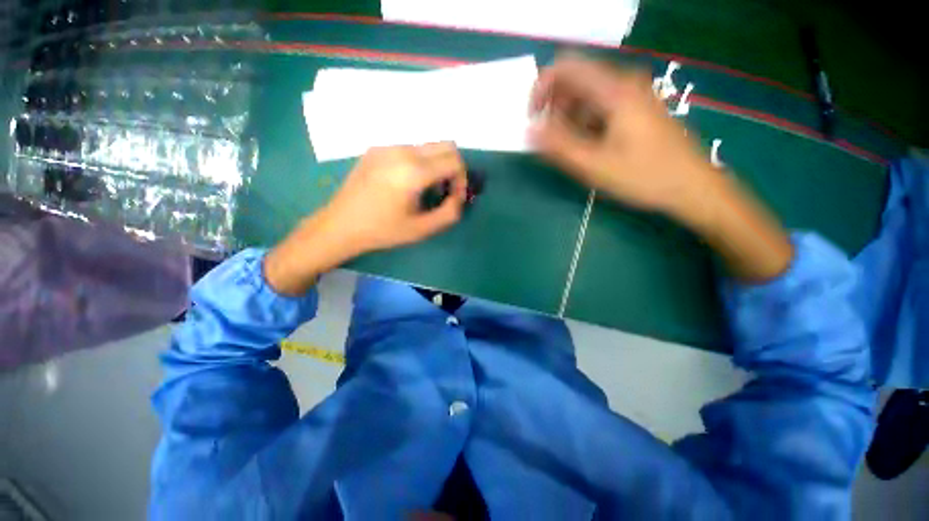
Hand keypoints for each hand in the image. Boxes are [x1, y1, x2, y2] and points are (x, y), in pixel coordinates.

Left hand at [265, 143, 466, 294]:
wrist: (340, 225)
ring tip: (426, 189)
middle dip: (453, 168)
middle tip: (445, 191)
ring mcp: (387, 146)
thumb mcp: (422, 229)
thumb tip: (459, 197)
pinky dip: (420, 162)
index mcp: (413, 171)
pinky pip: (410, 149)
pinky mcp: (377, 148)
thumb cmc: (382, 231)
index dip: (462, 180)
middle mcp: (402, 151)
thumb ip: (450, 213)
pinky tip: (407, 183)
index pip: (455, 161)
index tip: (454, 198)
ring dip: (436, 165)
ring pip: (428, 146)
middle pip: (446, 145)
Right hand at [529, 53, 715, 218]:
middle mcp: (624, 83)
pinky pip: (600, 106)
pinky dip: (584, 123)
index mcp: (614, 90)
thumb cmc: (644, 176)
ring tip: (570, 149)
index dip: (541, 88)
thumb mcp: (594, 165)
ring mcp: (633, 95)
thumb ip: (559, 146)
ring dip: (568, 119)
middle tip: (550, 141)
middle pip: (575, 80)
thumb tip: (529, 130)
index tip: (533, 118)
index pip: (566, 68)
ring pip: (587, 95)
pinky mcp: (636, 109)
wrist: (692, 186)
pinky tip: (588, 147)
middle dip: (554, 108)